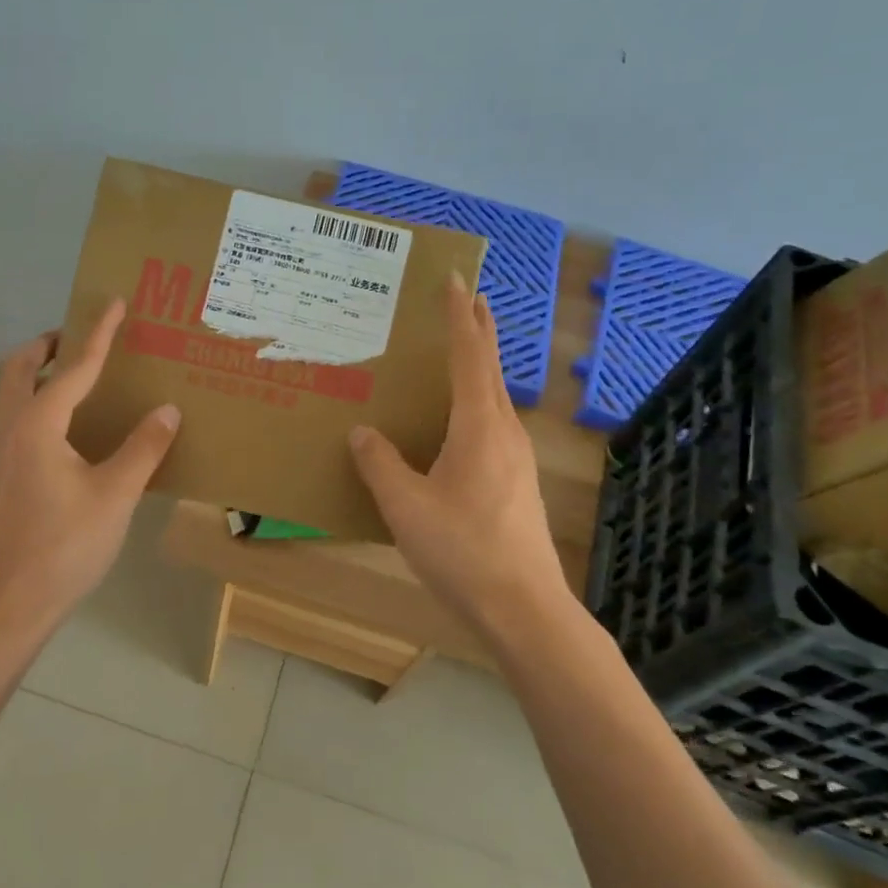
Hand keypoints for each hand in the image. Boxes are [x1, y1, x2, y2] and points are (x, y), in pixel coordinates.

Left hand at [0, 299, 180, 631]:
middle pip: (19, 366)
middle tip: (81, 340)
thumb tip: (168, 410)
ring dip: (34, 372)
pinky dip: (29, 401)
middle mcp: (4, 425)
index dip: (98, 334)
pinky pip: (6, 417)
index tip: (114, 303)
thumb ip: (143, 448)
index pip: (73, 366)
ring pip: (6, 392)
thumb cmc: (64, 547)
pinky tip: (59, 430)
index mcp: (35, 423)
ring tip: (72, 377)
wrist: (6, 603)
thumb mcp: (115, 495)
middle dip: (48, 345)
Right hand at [348, 274, 572, 639]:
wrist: (524, 608)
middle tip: (468, 299)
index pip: (470, 356)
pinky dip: (477, 404)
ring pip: (495, 399)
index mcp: (479, 427)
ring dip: (480, 369)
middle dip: (479, 331)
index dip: (460, 316)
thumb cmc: (462, 550)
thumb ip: (380, 464)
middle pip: (491, 370)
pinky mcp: (517, 484)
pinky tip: (460, 426)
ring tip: (458, 357)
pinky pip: (494, 426)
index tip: (457, 279)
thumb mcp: (406, 506)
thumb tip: (363, 432)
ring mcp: (517, 459)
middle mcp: (504, 433)